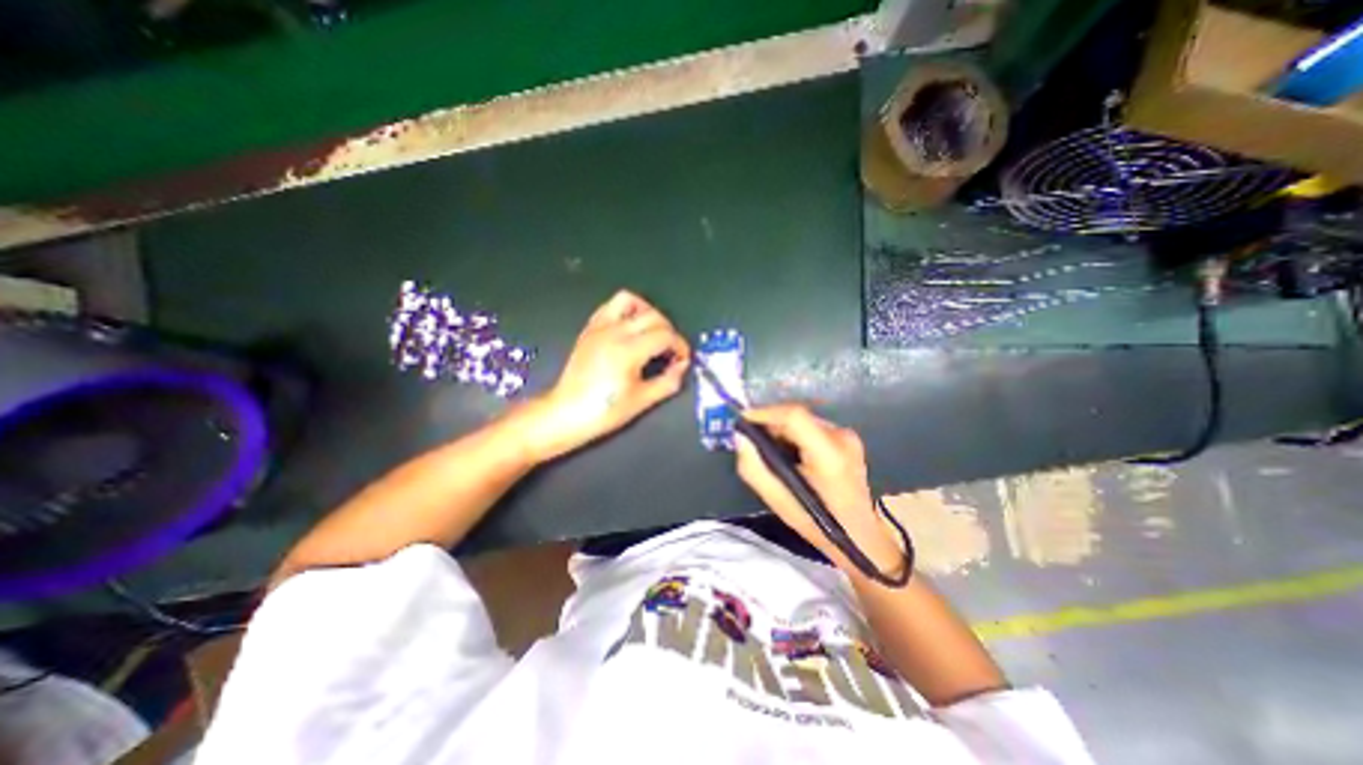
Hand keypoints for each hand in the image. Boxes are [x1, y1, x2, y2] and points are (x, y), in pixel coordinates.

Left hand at [523, 290, 692, 459]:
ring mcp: (599, 327)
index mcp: (628, 350)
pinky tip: (631, 328)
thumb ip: (668, 381)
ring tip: (653, 332)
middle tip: (671, 351)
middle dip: (669, 331)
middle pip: (653, 316)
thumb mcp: (642, 401)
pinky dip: (626, 311)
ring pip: (630, 301)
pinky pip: (610, 306)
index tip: (683, 360)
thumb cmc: (605, 411)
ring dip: (648, 312)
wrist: (566, 413)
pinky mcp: (589, 329)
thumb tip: (682, 366)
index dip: (680, 346)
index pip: (665, 335)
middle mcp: (614, 332)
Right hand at [736, 407, 903, 572]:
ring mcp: (848, 435)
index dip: (765, 413)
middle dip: (770, 423)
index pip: (794, 416)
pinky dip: (794, 434)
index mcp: (829, 454)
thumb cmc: (817, 523)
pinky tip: (788, 453)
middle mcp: (842, 437)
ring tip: (770, 450)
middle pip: (797, 416)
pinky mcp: (848, 438)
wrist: (860, 536)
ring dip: (781, 429)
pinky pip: (812, 426)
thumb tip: (740, 437)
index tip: (742, 421)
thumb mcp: (777, 501)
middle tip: (752, 441)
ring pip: (803, 419)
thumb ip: (753, 468)